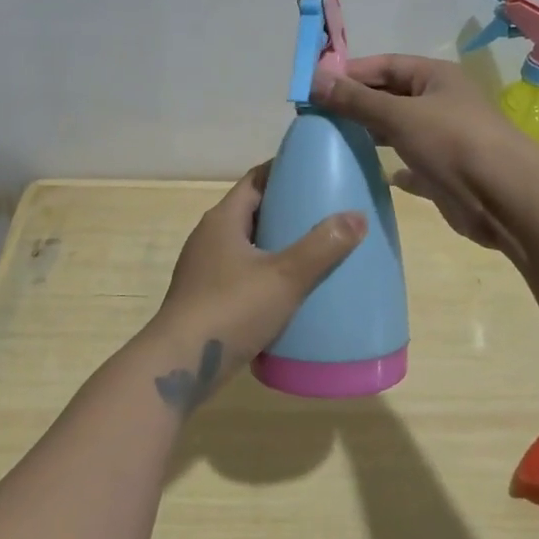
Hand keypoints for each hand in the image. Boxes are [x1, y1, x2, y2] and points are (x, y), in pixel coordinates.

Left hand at [150, 164, 365, 379]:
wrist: (180, 366)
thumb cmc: (230, 310)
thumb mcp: (284, 277)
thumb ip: (322, 246)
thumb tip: (358, 216)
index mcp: (223, 220)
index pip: (256, 181)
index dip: (284, 172)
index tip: (318, 172)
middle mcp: (210, 238)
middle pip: (253, 212)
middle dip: (287, 210)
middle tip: (326, 213)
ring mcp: (205, 270)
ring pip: (248, 246)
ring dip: (278, 245)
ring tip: (316, 251)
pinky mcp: (207, 299)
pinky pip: (243, 274)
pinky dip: (267, 274)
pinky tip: (291, 290)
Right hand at [311, 54, 538, 252]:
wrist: (506, 198)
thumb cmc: (453, 143)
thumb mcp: (399, 115)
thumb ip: (356, 100)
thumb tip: (313, 79)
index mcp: (436, 77)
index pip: (385, 65)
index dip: (350, 72)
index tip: (313, 86)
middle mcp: (441, 103)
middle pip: (391, 96)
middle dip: (357, 103)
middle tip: (316, 116)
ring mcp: (445, 139)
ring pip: (400, 130)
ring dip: (371, 134)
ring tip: (334, 141)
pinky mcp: (445, 173)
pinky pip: (412, 165)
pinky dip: (394, 168)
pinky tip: (374, 174)